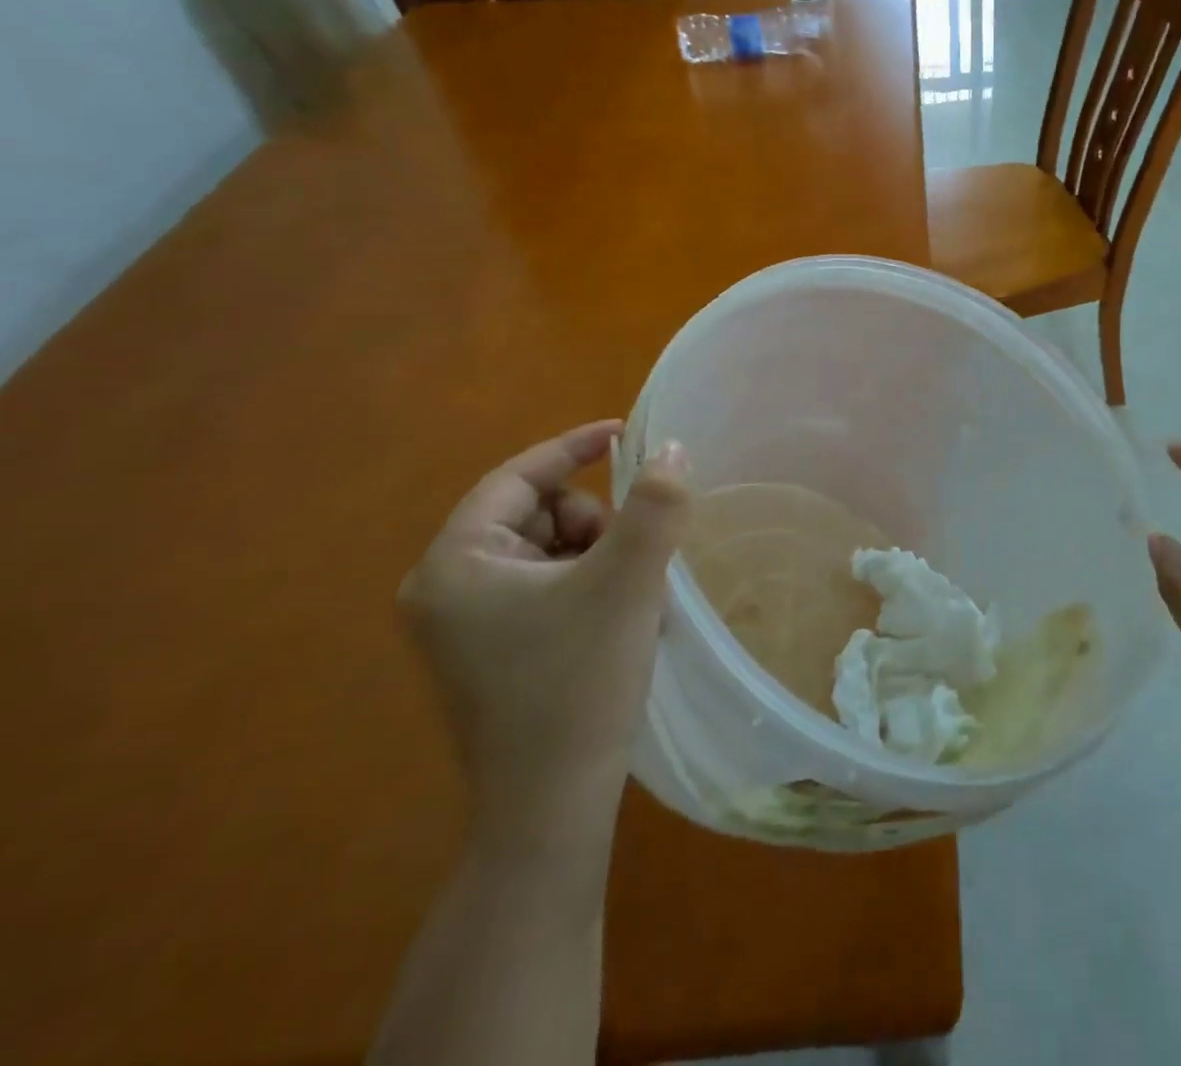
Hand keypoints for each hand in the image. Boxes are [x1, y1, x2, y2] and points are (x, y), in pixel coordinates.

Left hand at [399, 421, 690, 840]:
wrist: (550, 808)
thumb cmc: (578, 683)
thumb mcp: (627, 581)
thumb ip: (655, 505)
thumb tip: (673, 449)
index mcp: (456, 564)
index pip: (517, 479)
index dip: (572, 448)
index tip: (623, 433)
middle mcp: (446, 590)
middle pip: (536, 515)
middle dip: (594, 523)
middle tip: (633, 559)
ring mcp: (464, 628)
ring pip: (548, 552)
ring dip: (599, 558)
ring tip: (633, 598)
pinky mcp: (489, 655)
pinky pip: (546, 589)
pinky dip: (588, 588)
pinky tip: (618, 623)